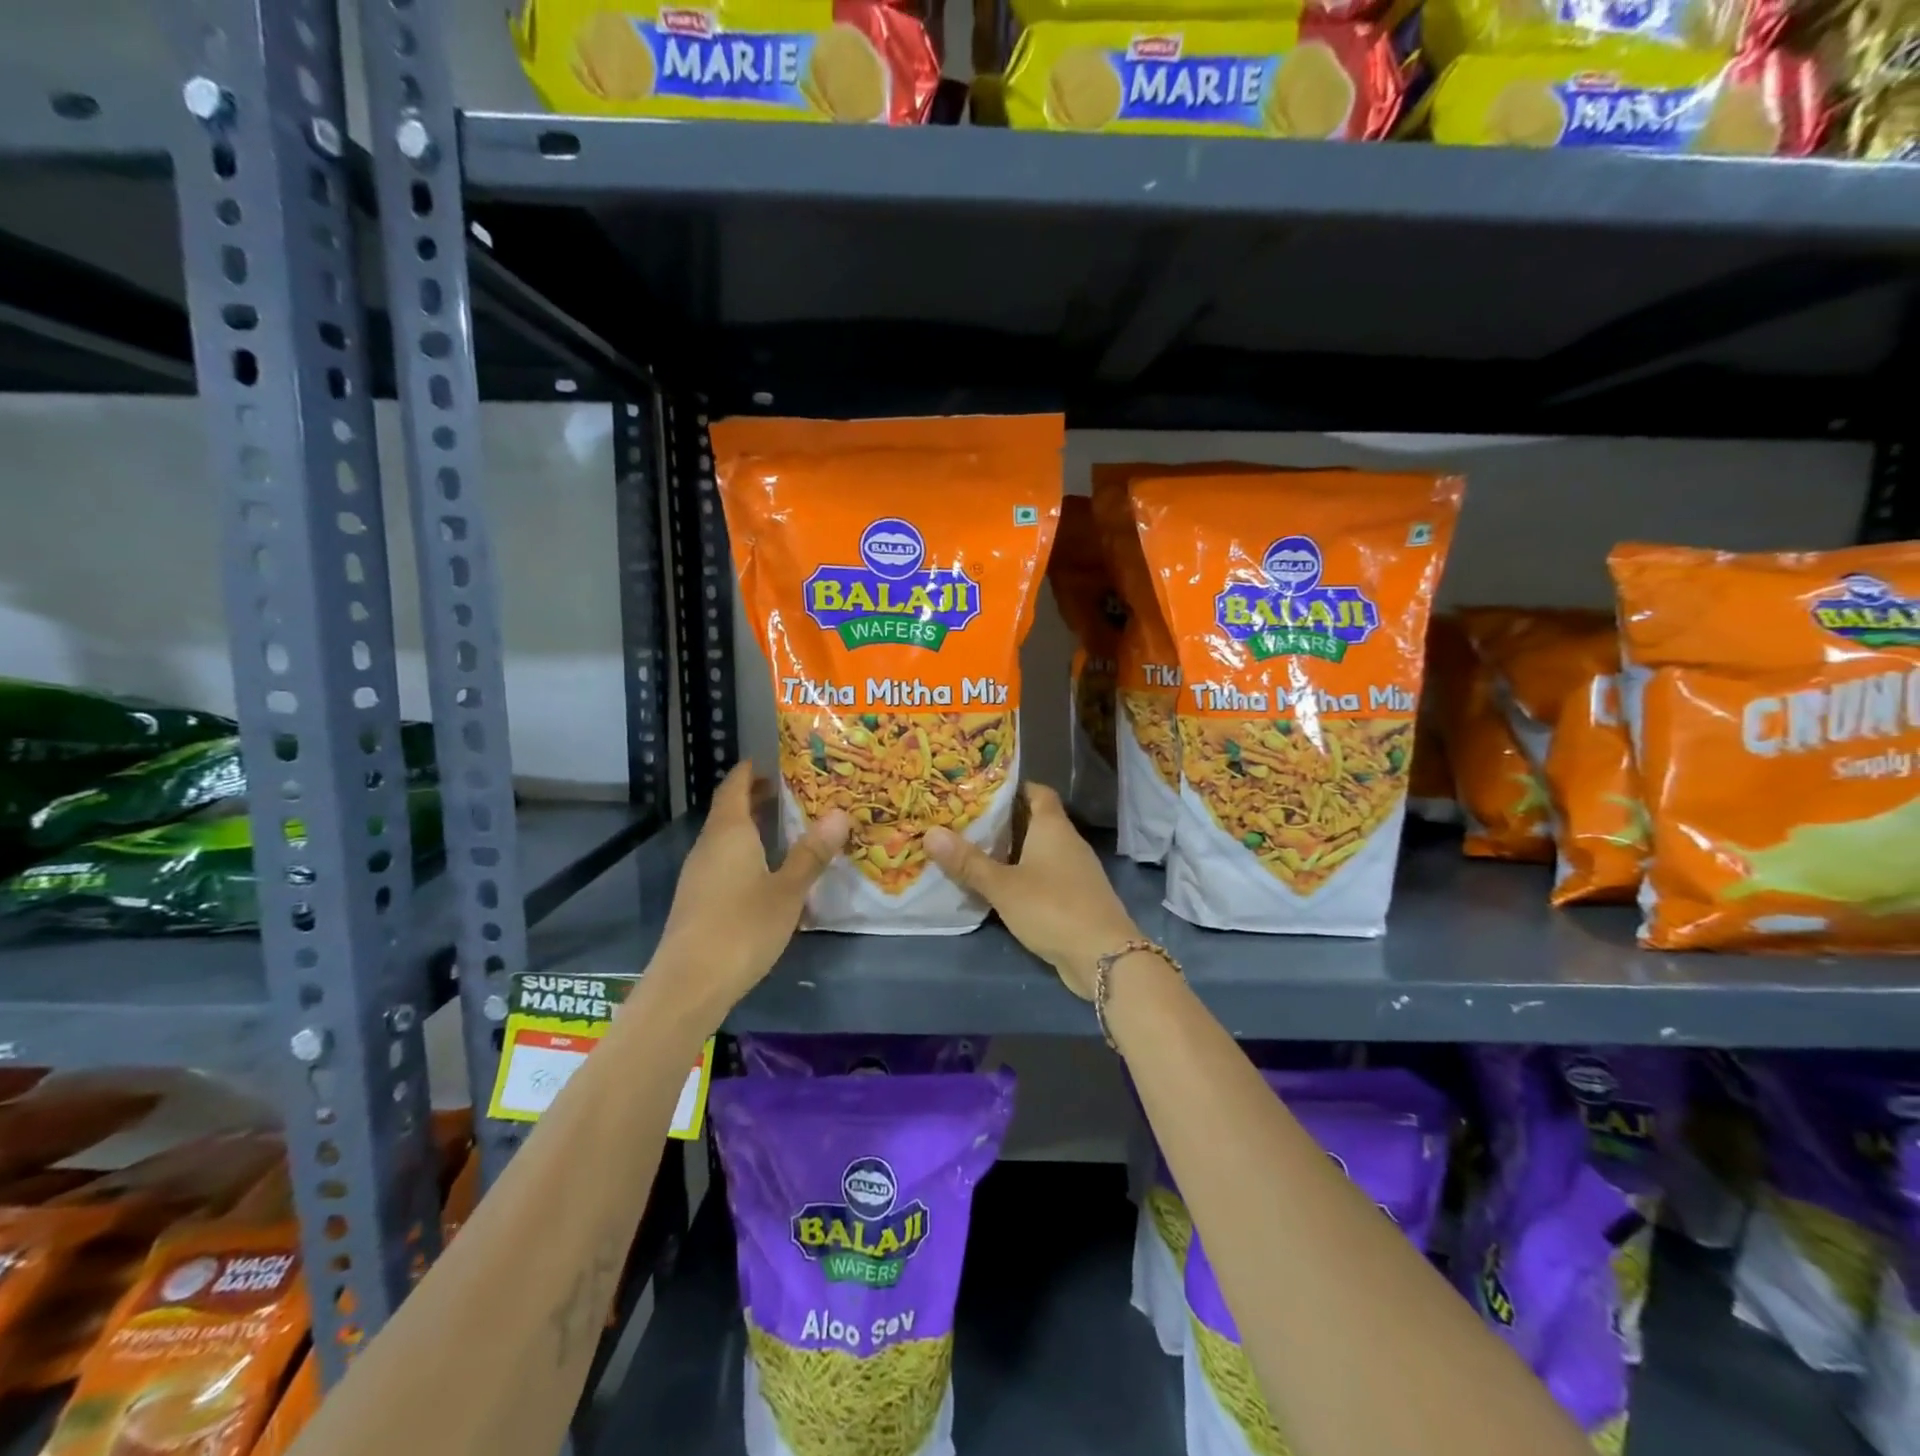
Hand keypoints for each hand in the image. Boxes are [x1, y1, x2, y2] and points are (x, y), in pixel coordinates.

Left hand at [652, 763, 848, 1023]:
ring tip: (785, 828)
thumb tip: (840, 814)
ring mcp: (699, 874)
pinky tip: (765, 871)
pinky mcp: (697, 900)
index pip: (734, 786)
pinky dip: (744, 852)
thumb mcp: (788, 890)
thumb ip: (811, 853)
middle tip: (790, 793)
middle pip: (728, 810)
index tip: (771, 762)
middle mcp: (709, 846)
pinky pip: (723, 861)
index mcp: (728, 832)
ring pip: (725, 838)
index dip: (750, 771)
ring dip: (750, 827)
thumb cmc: (742, 927)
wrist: (690, 984)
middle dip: (755, 798)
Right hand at [926, 784, 1139, 998]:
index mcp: (1053, 827)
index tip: (981, 790)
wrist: (1104, 956)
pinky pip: (1044, 876)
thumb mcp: (1003, 885)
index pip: (1037, 792)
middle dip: (1004, 821)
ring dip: (1012, 851)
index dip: (1013, 787)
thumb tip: (930, 832)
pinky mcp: (1075, 898)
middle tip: (965, 821)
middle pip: (1035, 820)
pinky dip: (1023, 876)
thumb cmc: (1052, 908)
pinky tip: (999, 886)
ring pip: (1039, 850)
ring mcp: (1075, 871)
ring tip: (974, 851)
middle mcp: (1067, 842)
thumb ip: (968, 862)